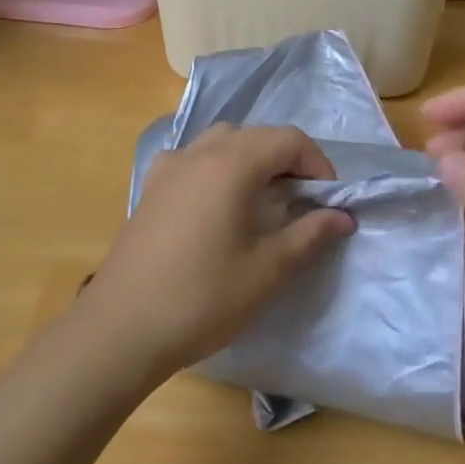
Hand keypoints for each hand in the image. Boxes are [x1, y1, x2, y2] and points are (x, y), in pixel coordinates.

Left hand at [85, 124, 354, 375]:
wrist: (121, 329)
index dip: (317, 163)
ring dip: (251, 158)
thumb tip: (343, 217)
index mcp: (231, 164)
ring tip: (264, 198)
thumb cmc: (202, 298)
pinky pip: (193, 158)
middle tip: (304, 200)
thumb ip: (310, 235)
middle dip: (287, 158)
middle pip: (256, 135)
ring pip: (222, 141)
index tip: (329, 200)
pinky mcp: (151, 187)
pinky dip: (216, 166)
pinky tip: (217, 202)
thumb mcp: (267, 270)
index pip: (288, 139)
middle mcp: (200, 153)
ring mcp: (170, 167)